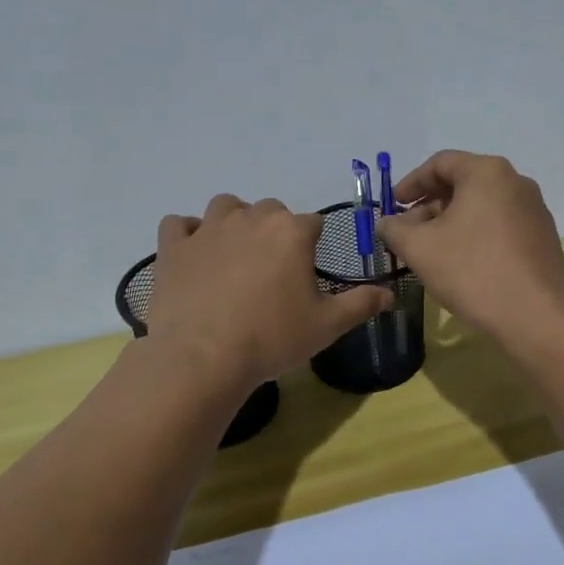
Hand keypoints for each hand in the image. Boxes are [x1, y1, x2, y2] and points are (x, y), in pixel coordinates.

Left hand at [145, 194, 392, 392]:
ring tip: (236, 255)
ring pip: (225, 206)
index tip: (308, 272)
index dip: (313, 245)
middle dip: (276, 230)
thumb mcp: (328, 325)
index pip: (312, 223)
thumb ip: (361, 303)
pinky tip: (194, 255)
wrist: (203, 358)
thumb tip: (390, 293)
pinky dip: (187, 234)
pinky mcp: (173, 247)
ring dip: (234, 221)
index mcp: (291, 232)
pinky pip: (178, 224)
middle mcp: (251, 218)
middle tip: (274, 270)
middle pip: (270, 210)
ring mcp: (208, 229)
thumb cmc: (272, 338)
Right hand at [376, 151, 563, 342]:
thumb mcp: (419, 248)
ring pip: (482, 206)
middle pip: (463, 183)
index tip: (393, 206)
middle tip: (408, 232)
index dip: (411, 183)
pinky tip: (464, 263)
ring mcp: (534, 210)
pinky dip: (476, 234)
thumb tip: (386, 223)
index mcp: (487, 172)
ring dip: (452, 222)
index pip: (440, 163)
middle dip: (430, 205)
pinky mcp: (543, 237)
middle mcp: (516, 182)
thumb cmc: (472, 271)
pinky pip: (501, 225)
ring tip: (432, 250)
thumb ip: (394, 229)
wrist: (535, 316)